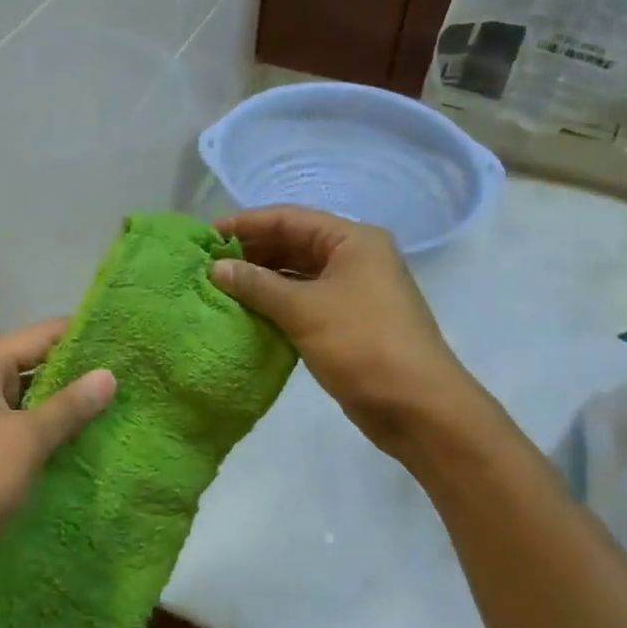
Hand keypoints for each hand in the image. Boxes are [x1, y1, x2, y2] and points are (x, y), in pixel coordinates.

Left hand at [0, 320, 115, 612]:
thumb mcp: (22, 441)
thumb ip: (68, 407)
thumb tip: (109, 374)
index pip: (41, 335)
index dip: (83, 336)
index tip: (128, 341)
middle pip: (36, 369)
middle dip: (80, 379)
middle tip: (134, 383)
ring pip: (31, 408)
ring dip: (67, 415)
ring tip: (123, 415)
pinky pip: (21, 439)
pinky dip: (49, 443)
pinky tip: (89, 452)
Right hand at [211, 206, 500, 467]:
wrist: (419, 409)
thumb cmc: (363, 344)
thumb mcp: (303, 309)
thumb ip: (257, 284)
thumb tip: (216, 267)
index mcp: (352, 240)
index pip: (289, 218)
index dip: (246, 224)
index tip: (207, 235)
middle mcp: (355, 257)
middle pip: (293, 243)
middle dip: (252, 251)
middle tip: (208, 263)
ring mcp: (354, 290)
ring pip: (297, 273)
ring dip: (262, 278)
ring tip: (220, 285)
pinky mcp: (349, 320)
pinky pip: (305, 299)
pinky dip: (276, 302)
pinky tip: (247, 310)